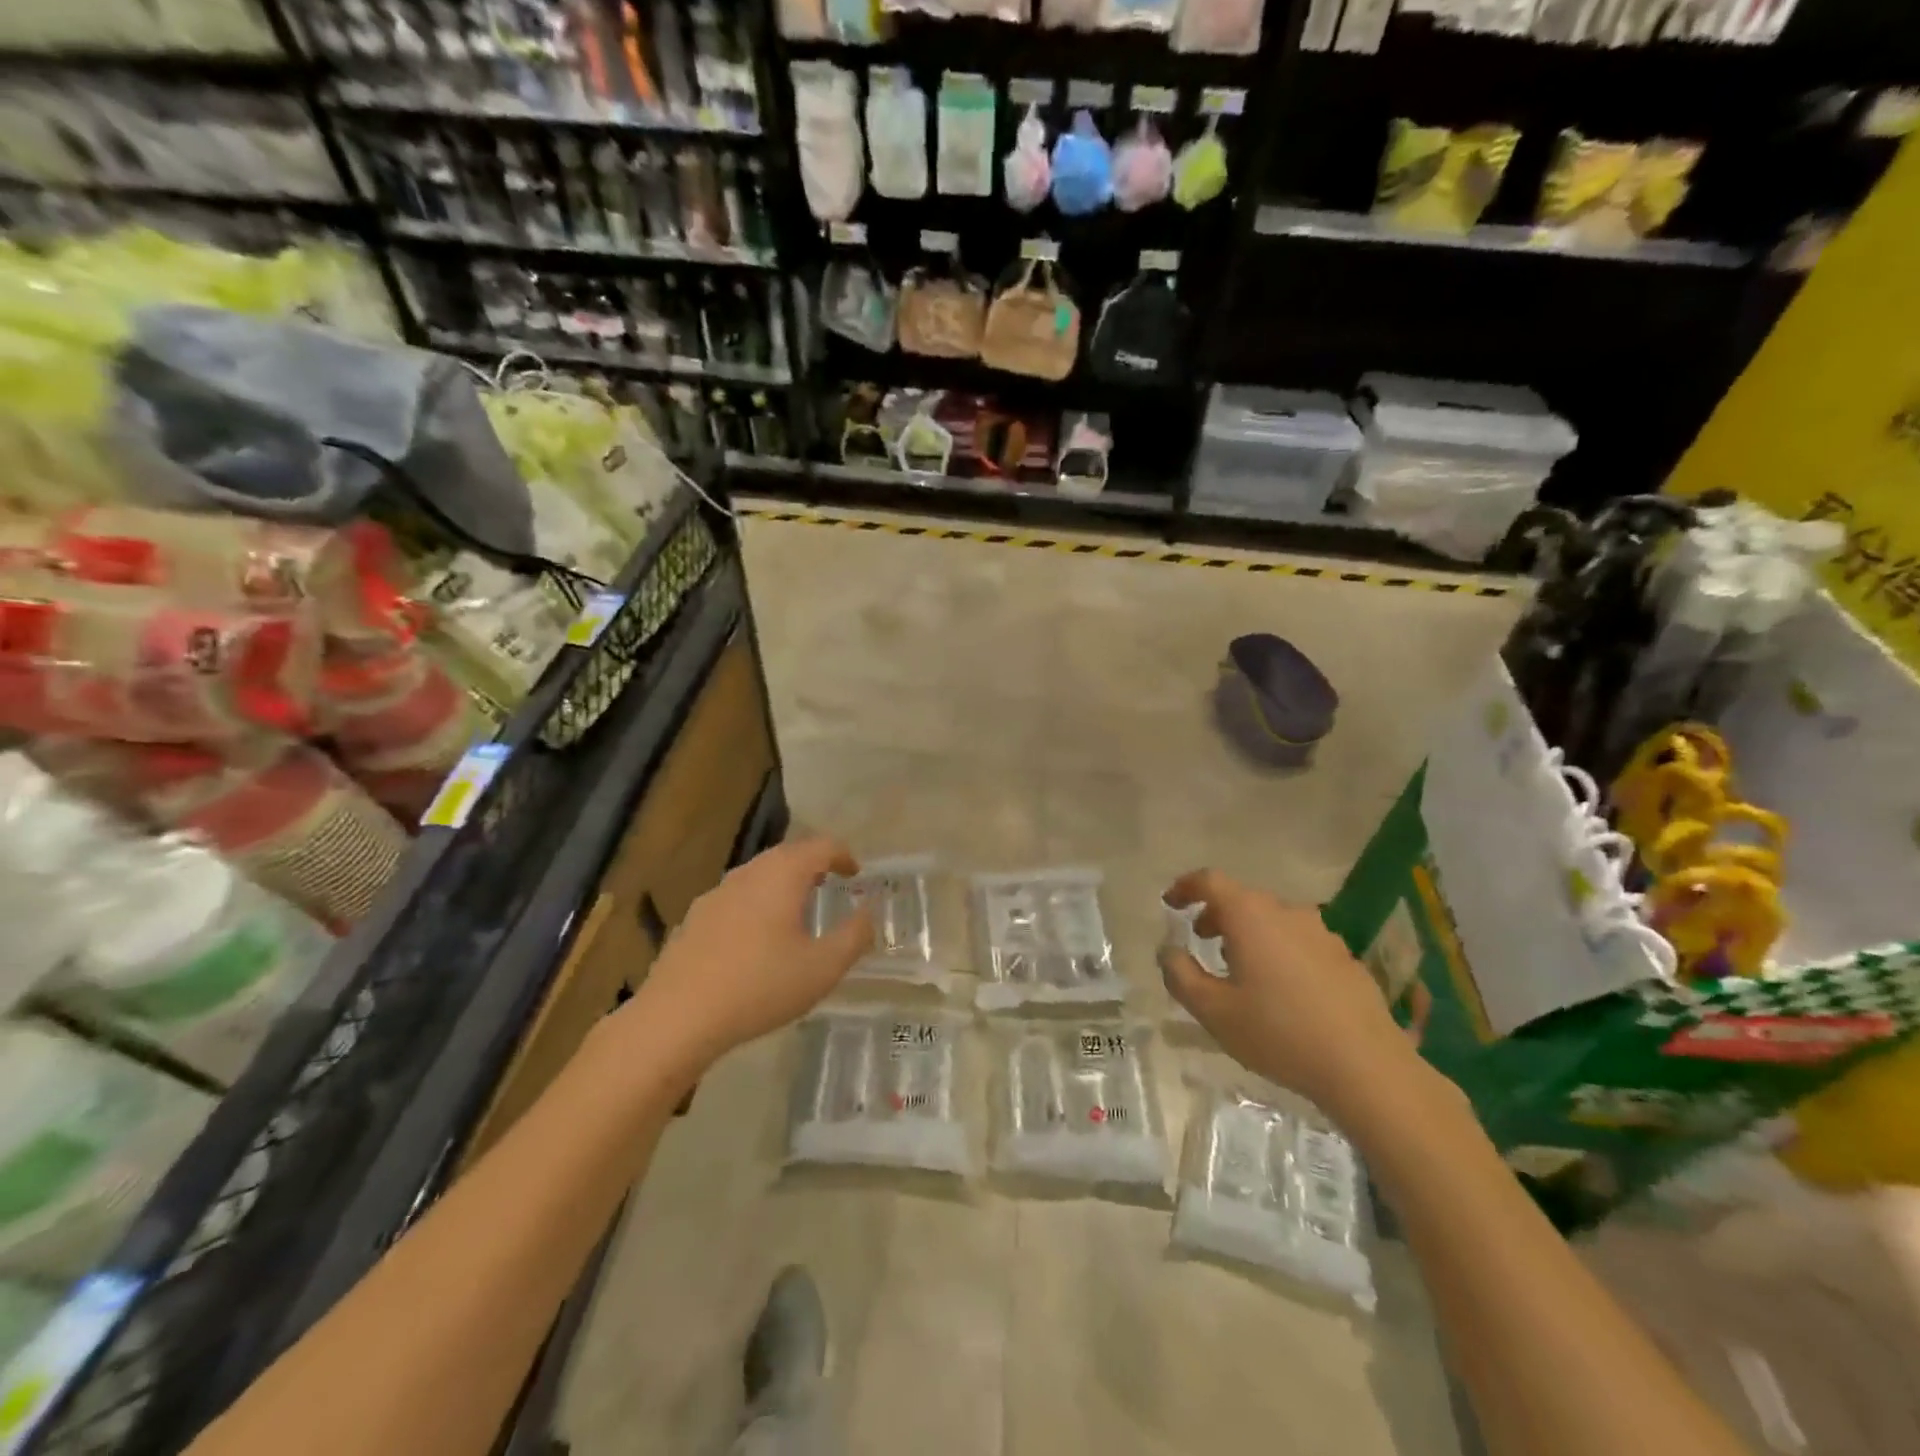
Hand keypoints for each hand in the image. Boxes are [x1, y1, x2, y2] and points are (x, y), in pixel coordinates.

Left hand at [622, 837, 873, 1076]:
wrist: (677, 1017)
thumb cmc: (760, 986)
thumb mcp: (823, 968)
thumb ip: (854, 936)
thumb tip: (868, 912)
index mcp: (783, 875)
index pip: (821, 846)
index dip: (844, 855)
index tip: (856, 873)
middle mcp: (749, 873)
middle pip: (787, 855)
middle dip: (813, 866)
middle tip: (830, 886)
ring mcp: (716, 894)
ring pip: (759, 876)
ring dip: (783, 885)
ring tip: (796, 912)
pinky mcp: (694, 919)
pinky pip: (736, 899)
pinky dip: (757, 905)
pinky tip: (756, 940)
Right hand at [1160, 868, 1418, 1121]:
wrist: (1366, 1067)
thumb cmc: (1279, 1033)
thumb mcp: (1213, 1011)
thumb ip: (1180, 975)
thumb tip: (1168, 951)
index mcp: (1250, 916)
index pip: (1210, 881)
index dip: (1185, 887)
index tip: (1170, 903)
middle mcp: (1287, 913)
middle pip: (1243, 899)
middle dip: (1216, 914)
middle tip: (1201, 940)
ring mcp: (1322, 933)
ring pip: (1273, 920)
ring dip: (1249, 933)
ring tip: (1239, 968)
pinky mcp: (1345, 958)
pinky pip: (1299, 941)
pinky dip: (1279, 950)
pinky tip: (1281, 990)